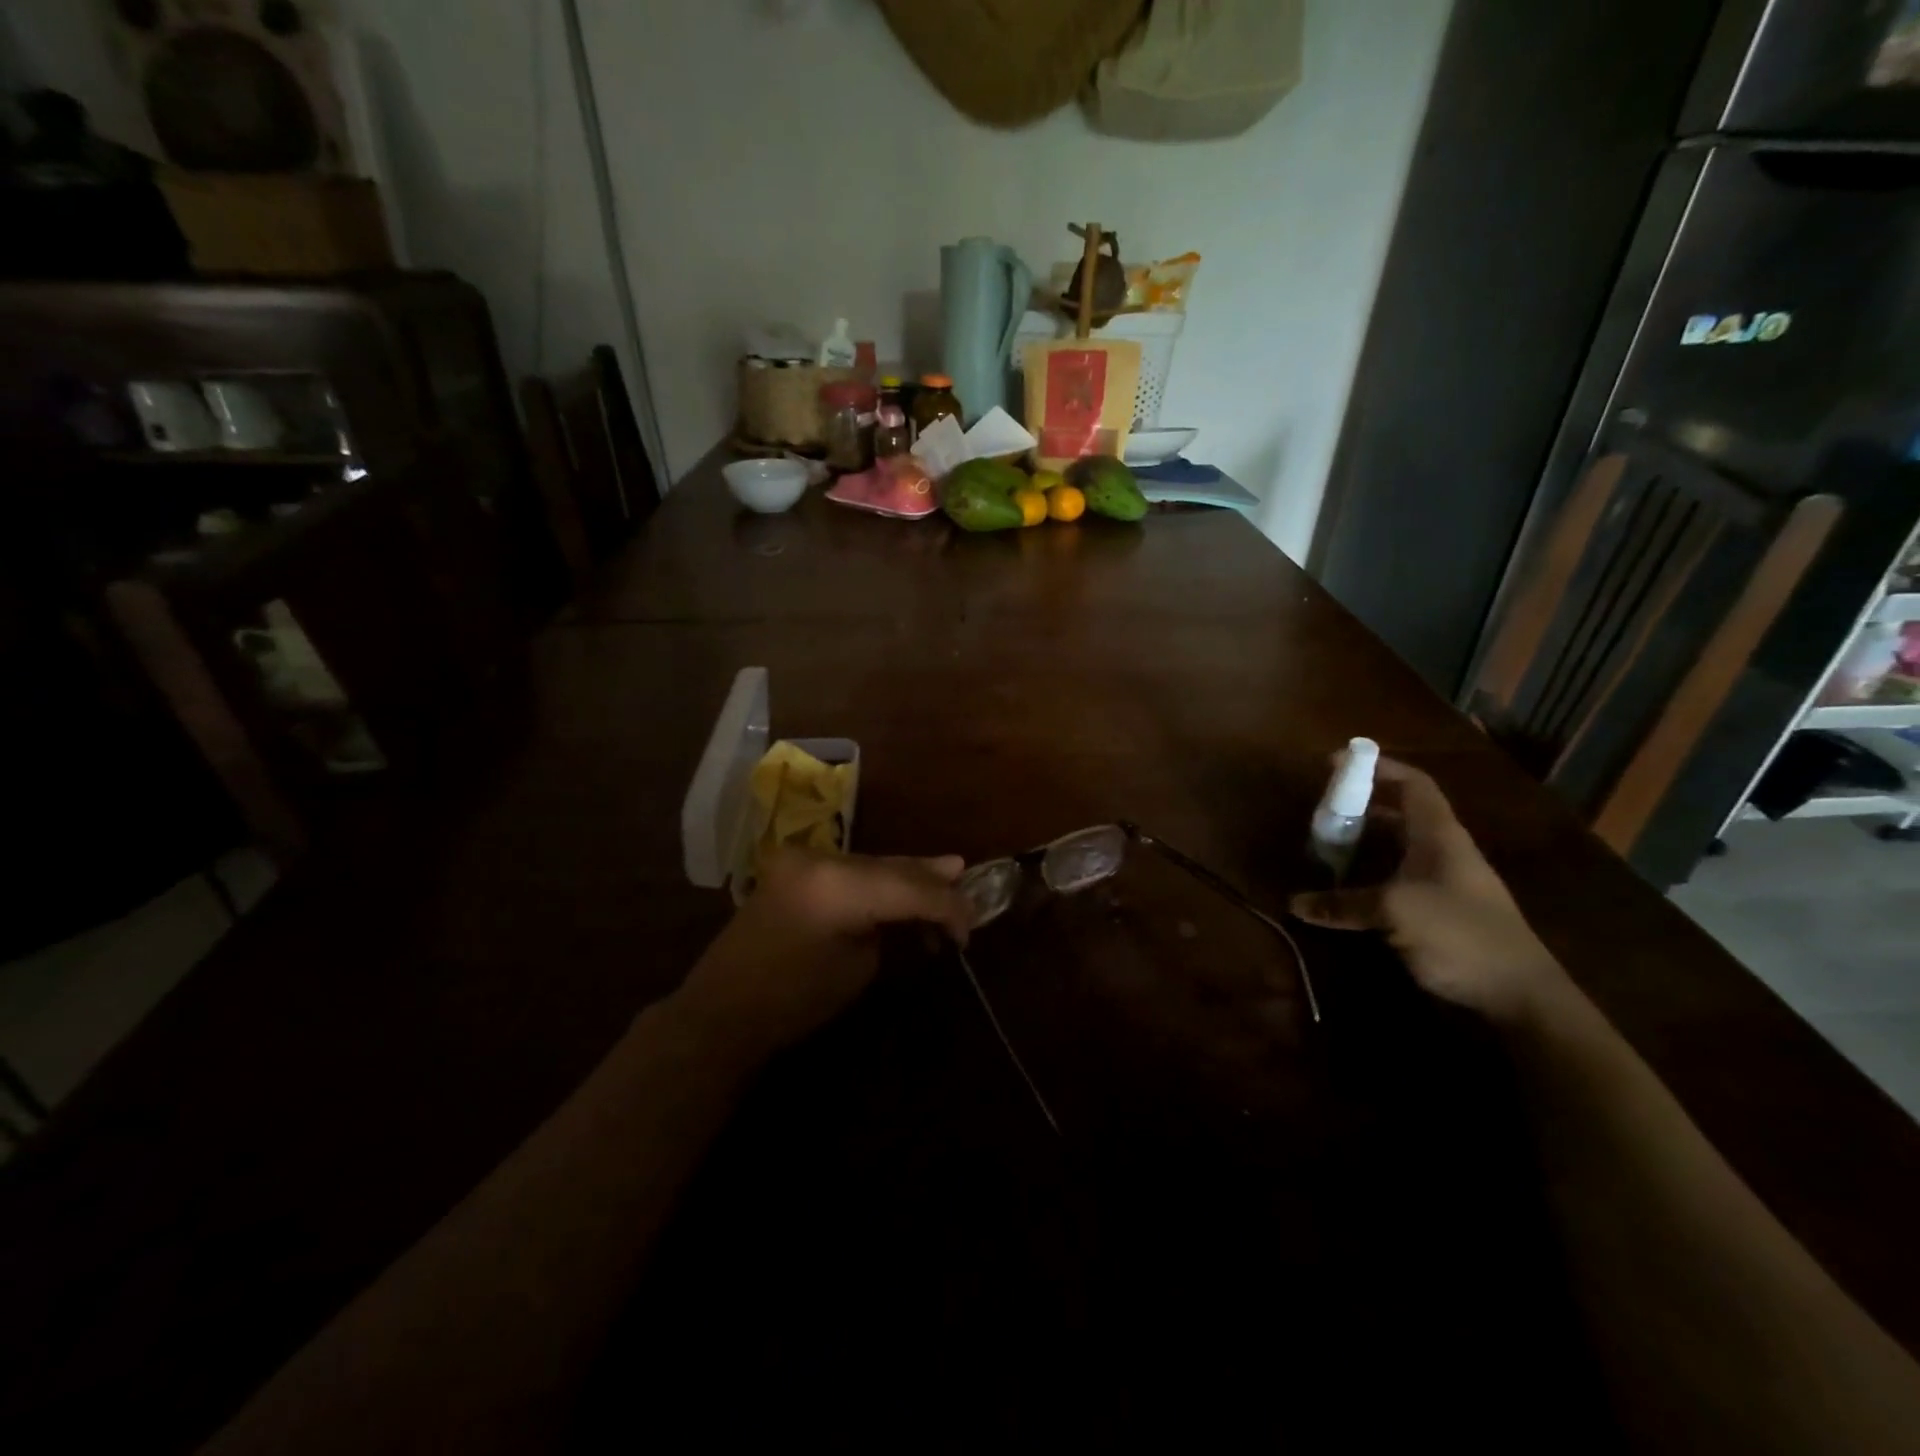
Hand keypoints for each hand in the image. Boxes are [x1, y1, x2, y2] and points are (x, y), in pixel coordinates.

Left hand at [676, 849, 969, 1054]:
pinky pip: (850, 869)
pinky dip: (878, 879)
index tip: (972, 926)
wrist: (723, 1009)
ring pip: (874, 863)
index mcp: (838, 886)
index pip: (910, 887)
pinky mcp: (795, 867)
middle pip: (893, 866)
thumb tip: (923, 907)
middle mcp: (822, 859)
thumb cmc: (794, 1001)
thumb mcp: (858, 967)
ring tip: (948, 880)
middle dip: (932, 882)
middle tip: (968, 883)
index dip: (947, 905)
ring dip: (907, 878)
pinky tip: (902, 887)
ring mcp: (804, 859)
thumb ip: (893, 924)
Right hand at [1289, 759, 1563, 1021]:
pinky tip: (1343, 891)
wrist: (1520, 998)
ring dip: (1361, 846)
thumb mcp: (1395, 911)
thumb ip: (1342, 903)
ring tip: (1322, 847)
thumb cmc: (1461, 934)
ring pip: (1395, 851)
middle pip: (1399, 816)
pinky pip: (1394, 882)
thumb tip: (1294, 903)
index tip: (1338, 763)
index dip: (1379, 767)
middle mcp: (1442, 853)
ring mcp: (1442, 885)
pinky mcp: (1437, 914)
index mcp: (1440, 836)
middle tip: (1319, 812)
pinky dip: (1367, 879)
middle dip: (1359, 808)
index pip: (1413, 785)